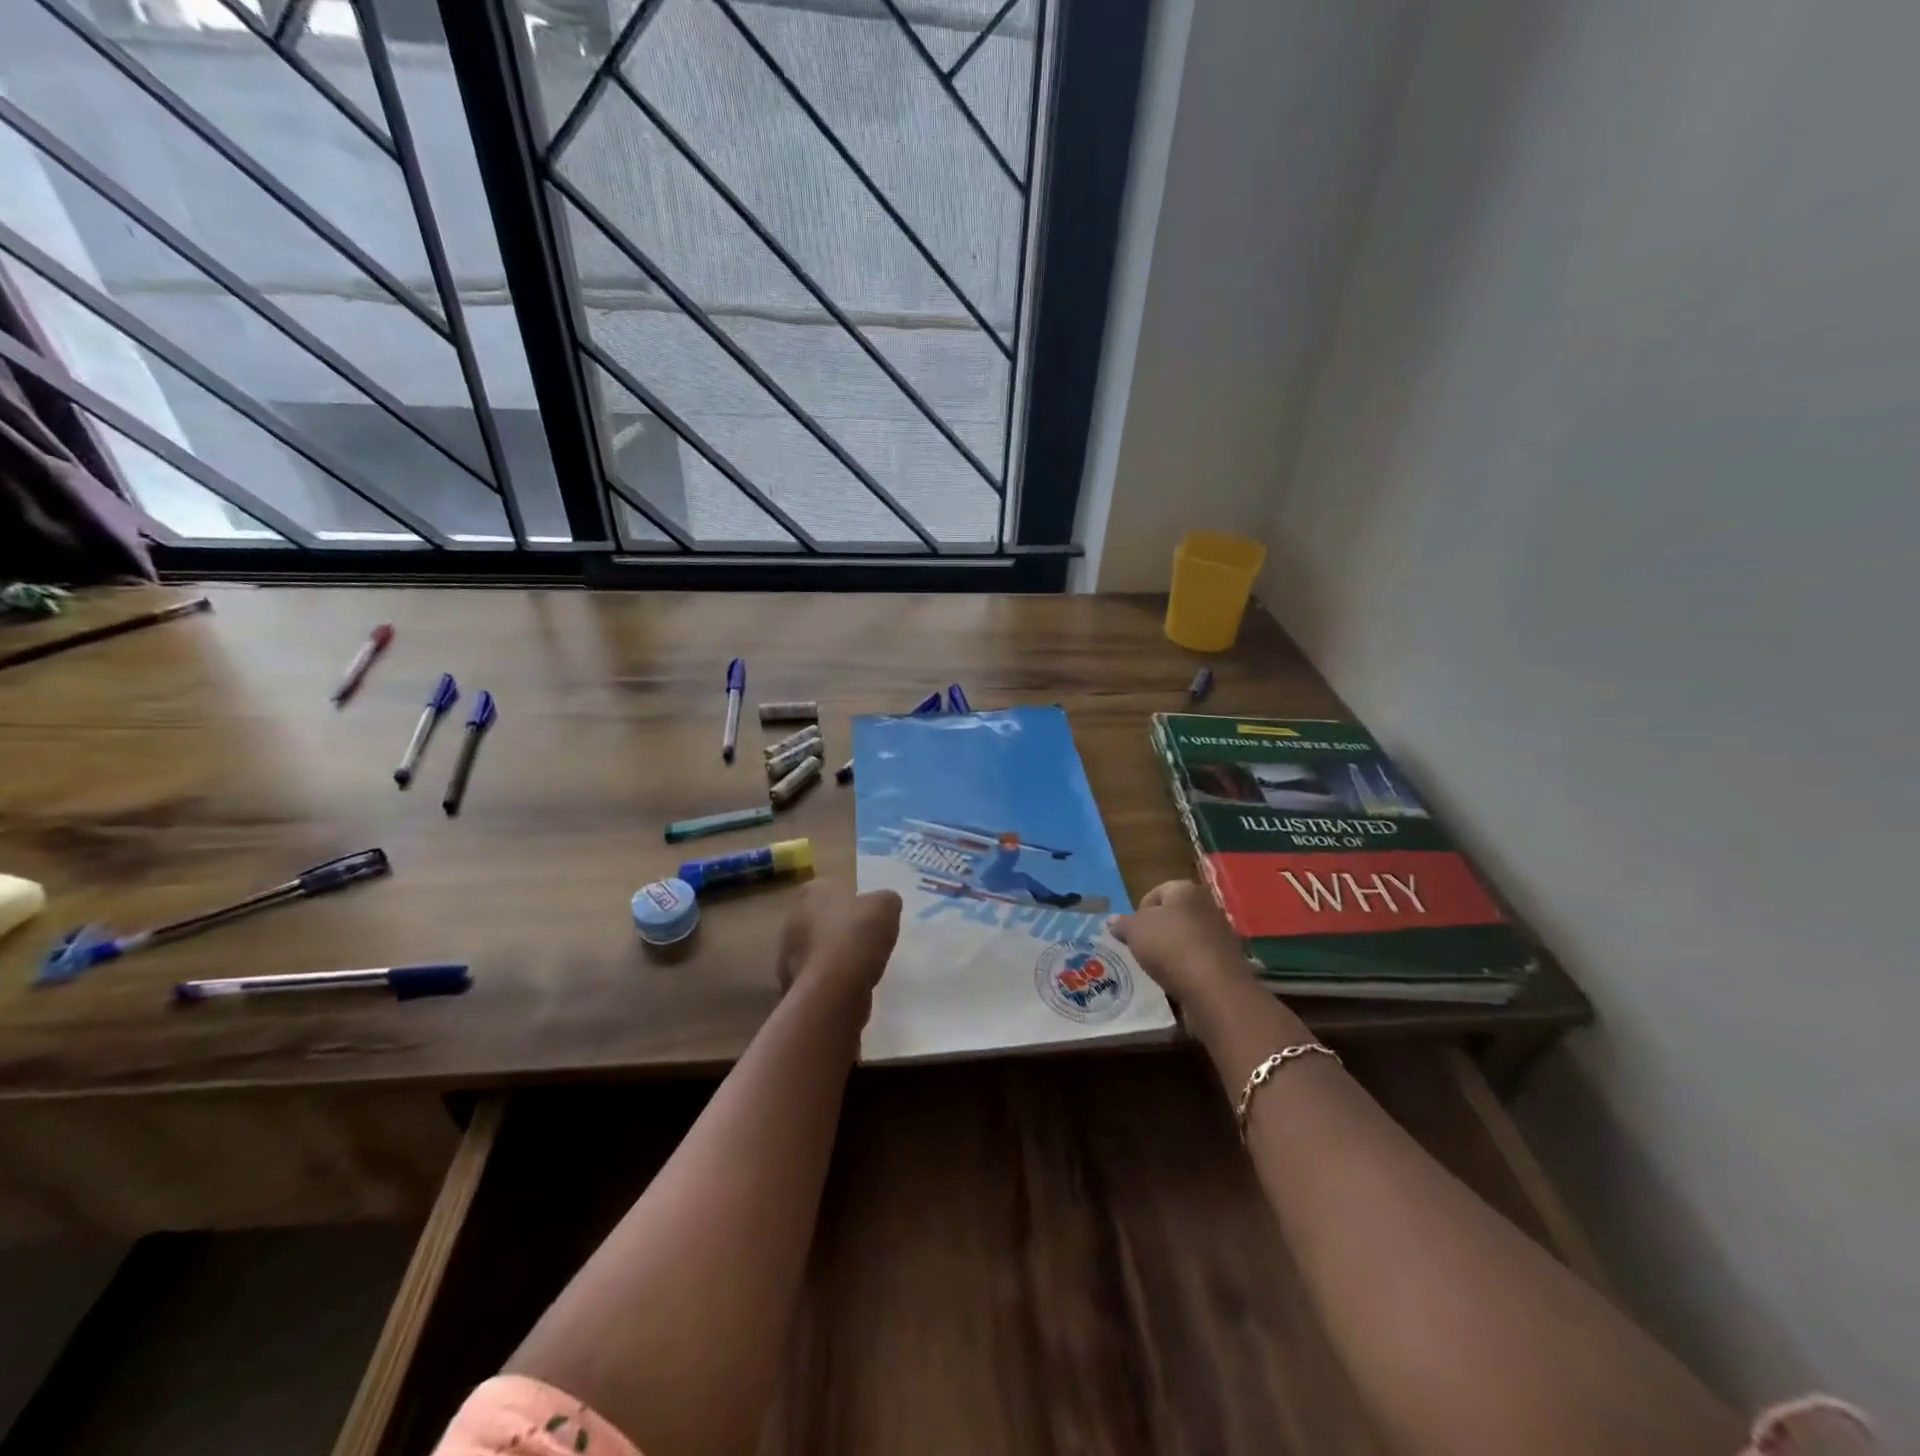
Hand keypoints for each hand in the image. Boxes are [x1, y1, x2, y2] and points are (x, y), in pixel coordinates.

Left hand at [777, 883, 901, 998]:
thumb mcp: (886, 906)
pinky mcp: (791, 982)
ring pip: (815, 949)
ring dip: (832, 956)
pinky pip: (815, 976)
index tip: (867, 914)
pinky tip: (848, 987)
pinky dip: (828, 981)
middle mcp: (794, 917)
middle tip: (864, 940)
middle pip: (820, 919)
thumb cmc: (858, 936)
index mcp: (814, 891)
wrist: (833, 989)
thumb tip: (883, 904)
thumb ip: (885, 900)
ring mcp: (788, 952)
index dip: (850, 900)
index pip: (831, 887)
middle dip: (838, 928)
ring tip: (859, 967)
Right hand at [1109, 880, 1254, 1011]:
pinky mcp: (1228, 962)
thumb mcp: (1134, 931)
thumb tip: (1113, 920)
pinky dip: (1188, 968)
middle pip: (1174, 915)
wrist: (1215, 990)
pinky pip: (1199, 960)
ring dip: (1173, 951)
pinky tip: (1178, 981)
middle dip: (1157, 930)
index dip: (1140, 910)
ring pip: (1187, 938)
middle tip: (1142, 949)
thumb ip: (1122, 923)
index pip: (1157, 892)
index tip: (1132, 932)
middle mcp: (1208, 906)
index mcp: (1186, 890)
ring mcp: (1221, 935)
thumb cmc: (1170, 947)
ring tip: (1158, 968)